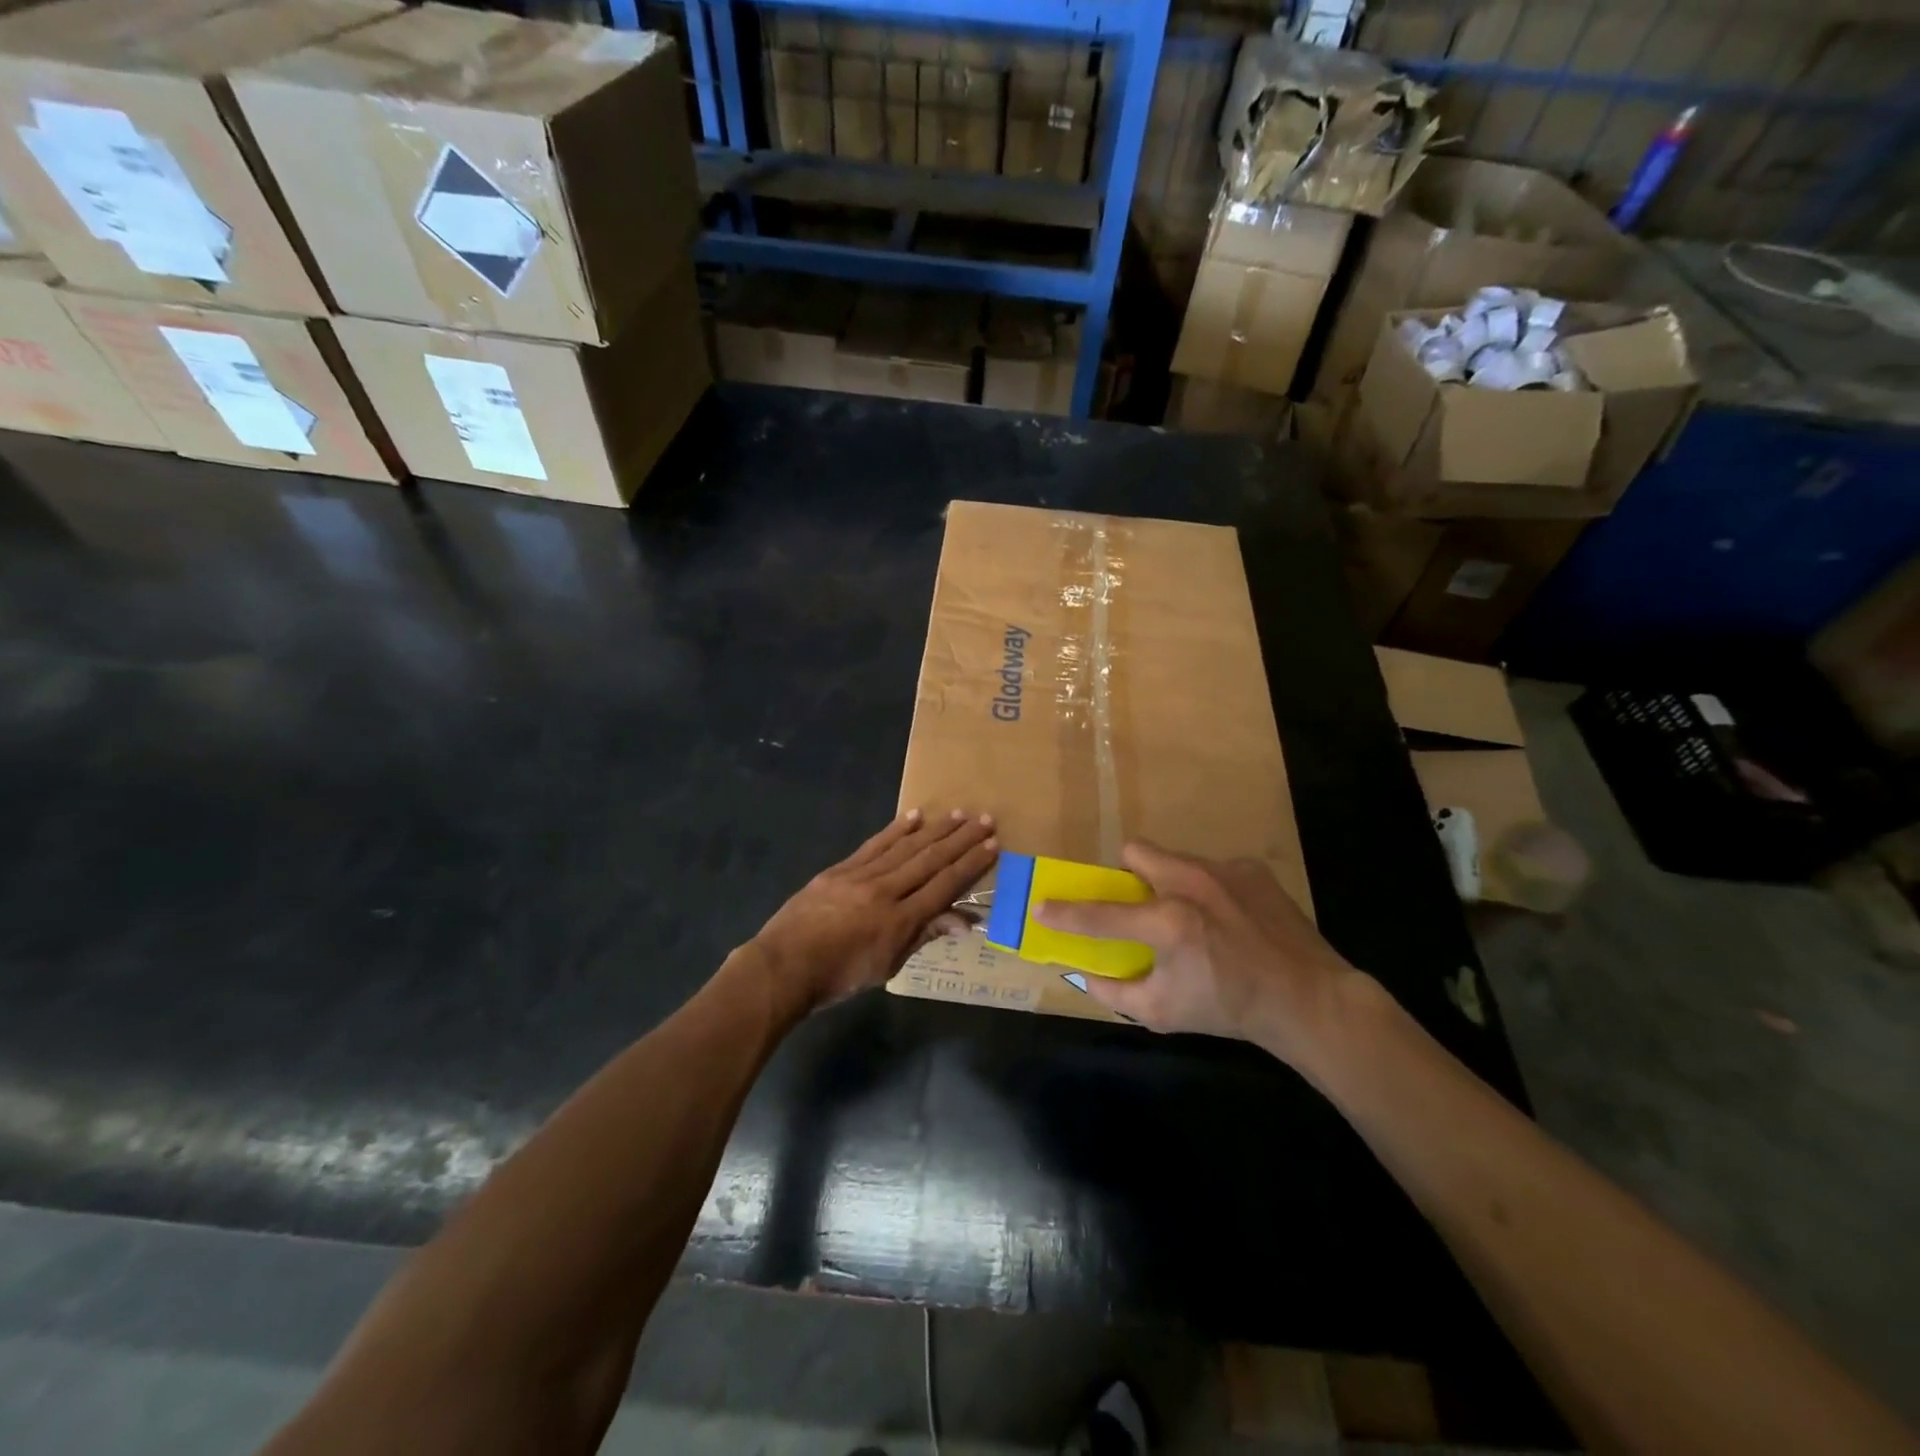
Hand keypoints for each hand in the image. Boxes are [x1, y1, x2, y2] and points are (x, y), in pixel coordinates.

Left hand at [749, 809, 996, 1015]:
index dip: (970, 865)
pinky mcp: (840, 869)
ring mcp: (860, 876)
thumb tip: (965, 922)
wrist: (783, 967)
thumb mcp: (887, 966)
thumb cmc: (838, 977)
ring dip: (935, 829)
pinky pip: (874, 845)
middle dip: (960, 840)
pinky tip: (914, 815)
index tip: (992, 845)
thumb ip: (924, 936)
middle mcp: (884, 891)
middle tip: (985, 820)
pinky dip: (895, 830)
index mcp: (899, 921)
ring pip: (905, 847)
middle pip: (929, 860)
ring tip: (958, 814)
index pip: (944, 886)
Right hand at [1033, 841, 1358, 1067]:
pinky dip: (1209, 890)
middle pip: (1136, 851)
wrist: (1308, 998)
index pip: (1100, 914)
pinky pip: (1212, 869)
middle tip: (1139, 904)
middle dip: (1127, 873)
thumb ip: (1115, 991)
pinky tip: (1229, 920)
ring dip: (1170, 882)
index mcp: (1168, 922)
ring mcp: (1224, 871)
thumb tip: (1082, 974)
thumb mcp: (1163, 1013)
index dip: (1065, 913)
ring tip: (1192, 917)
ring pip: (1175, 859)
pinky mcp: (1251, 869)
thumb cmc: (1229, 1009)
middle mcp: (1192, 883)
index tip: (1041, 907)